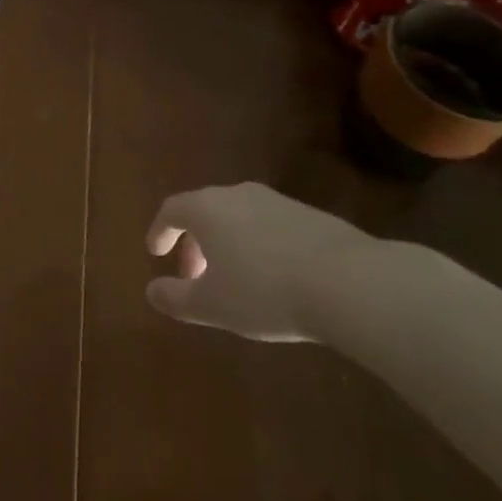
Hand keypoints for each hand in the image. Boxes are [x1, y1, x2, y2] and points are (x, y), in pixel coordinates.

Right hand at [145, 183, 376, 342]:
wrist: (350, 282)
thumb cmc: (265, 291)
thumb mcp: (212, 305)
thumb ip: (176, 298)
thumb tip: (151, 292)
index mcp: (207, 208)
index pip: (171, 210)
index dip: (160, 231)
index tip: (156, 253)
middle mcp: (237, 195)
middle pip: (204, 211)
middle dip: (193, 242)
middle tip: (193, 276)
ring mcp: (277, 202)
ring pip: (238, 217)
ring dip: (226, 243)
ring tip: (233, 278)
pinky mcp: (310, 215)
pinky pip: (269, 226)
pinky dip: (257, 245)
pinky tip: (273, 277)